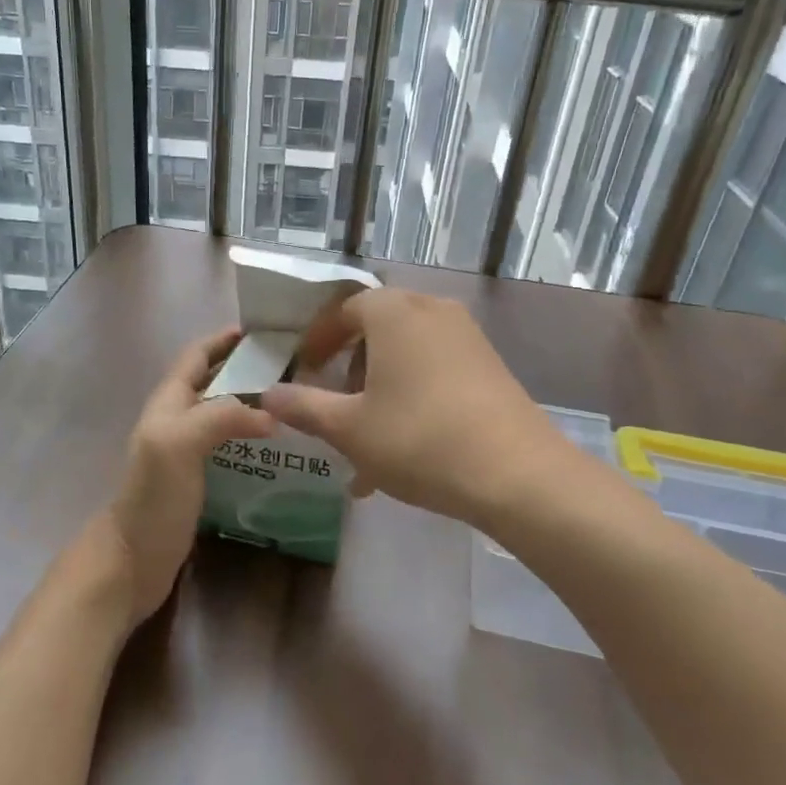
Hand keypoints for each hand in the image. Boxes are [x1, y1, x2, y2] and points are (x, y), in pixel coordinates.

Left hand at [94, 328, 275, 629]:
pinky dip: (253, 438)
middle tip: (294, 369)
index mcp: (169, 402)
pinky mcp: (199, 479)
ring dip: (254, 403)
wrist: (132, 561)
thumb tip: (270, 414)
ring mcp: (187, 451)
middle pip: (214, 382)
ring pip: (224, 414)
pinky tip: (281, 449)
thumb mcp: (179, 444)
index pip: (197, 356)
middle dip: (248, 369)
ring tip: (296, 404)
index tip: (266, 333)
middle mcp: (177, 419)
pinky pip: (230, 446)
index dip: (225, 340)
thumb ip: (219, 416)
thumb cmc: (153, 498)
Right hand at [259, 289, 579, 529]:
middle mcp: (432, 311)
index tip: (302, 370)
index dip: (317, 339)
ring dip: (379, 390)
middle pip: (376, 330)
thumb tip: (268, 393)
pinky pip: (435, 371)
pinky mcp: (490, 367)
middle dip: (349, 369)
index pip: (343, 309)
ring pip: (406, 355)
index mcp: (394, 313)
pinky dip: (410, 398)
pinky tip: (402, 452)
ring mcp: (467, 338)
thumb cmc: (419, 439)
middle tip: (333, 404)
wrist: (517, 475)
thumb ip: (304, 406)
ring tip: (364, 441)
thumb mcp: (349, 428)